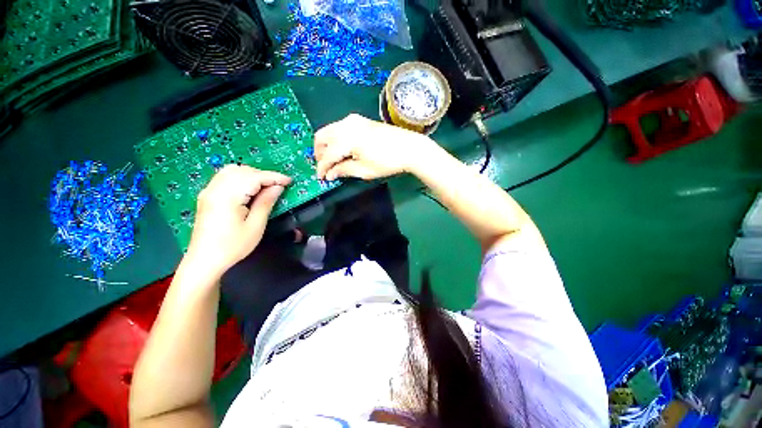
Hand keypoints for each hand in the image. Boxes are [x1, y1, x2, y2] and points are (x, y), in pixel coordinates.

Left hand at [185, 165, 291, 276]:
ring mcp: (209, 191)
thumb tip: (278, 187)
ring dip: (252, 175)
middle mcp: (215, 189)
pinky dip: (241, 178)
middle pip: (242, 171)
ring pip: (232, 171)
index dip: (274, 177)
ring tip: (266, 187)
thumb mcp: (255, 226)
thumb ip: (266, 203)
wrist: (204, 260)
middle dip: (263, 175)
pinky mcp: (207, 196)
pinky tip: (249, 189)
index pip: (254, 177)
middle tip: (279, 186)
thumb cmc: (233, 246)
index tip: (289, 181)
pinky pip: (225, 178)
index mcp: (228, 197)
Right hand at [314, 114, 435, 180]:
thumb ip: (344, 170)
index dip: (322, 168)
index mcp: (346, 138)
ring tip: (332, 160)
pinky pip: (339, 128)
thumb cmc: (387, 162)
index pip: (327, 155)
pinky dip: (335, 139)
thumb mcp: (364, 170)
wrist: (409, 148)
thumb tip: (330, 174)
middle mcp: (346, 125)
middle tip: (325, 167)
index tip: (320, 178)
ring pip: (329, 130)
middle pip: (322, 137)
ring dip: (326, 145)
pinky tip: (342, 150)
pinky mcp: (360, 120)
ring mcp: (353, 120)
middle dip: (319, 153)